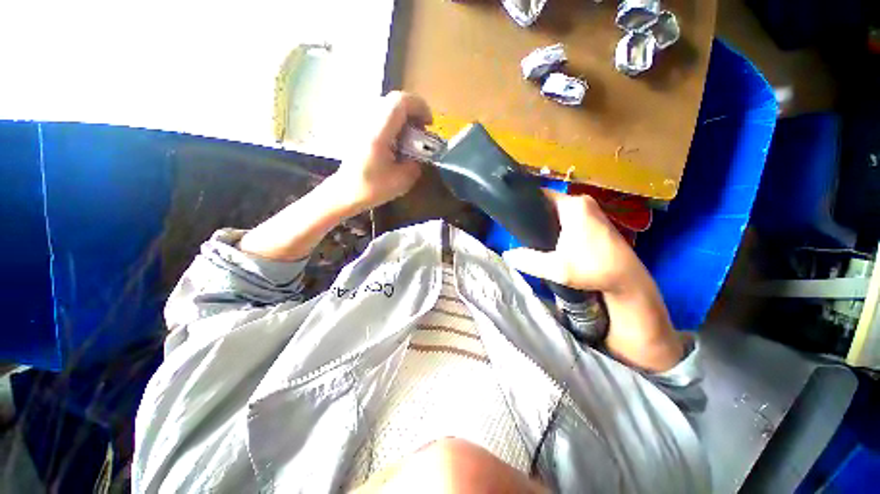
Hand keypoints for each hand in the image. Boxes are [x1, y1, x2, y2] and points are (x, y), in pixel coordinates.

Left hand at [332, 91, 432, 212]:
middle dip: (414, 112)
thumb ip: (416, 164)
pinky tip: (396, 140)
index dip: (420, 107)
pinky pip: (380, 114)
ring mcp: (361, 122)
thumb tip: (420, 155)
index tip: (429, 123)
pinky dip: (394, 122)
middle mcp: (368, 121)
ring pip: (387, 106)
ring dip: (404, 117)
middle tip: (421, 130)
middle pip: (394, 100)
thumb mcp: (402, 182)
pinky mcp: (360, 127)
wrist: (345, 192)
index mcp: (378, 133)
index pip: (400, 102)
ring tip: (410, 136)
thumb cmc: (371, 188)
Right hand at [502, 191, 643, 294]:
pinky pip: (568, 216)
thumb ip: (528, 260)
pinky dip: (557, 224)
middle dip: (534, 214)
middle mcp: (583, 202)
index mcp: (573, 206)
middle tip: (519, 228)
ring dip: (545, 220)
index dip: (525, 201)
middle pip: (549, 202)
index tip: (512, 213)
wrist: (627, 280)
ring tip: (530, 234)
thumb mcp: (556, 269)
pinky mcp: (595, 221)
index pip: (541, 194)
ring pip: (559, 210)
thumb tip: (507, 254)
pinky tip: (549, 239)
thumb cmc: (593, 269)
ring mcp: (591, 211)